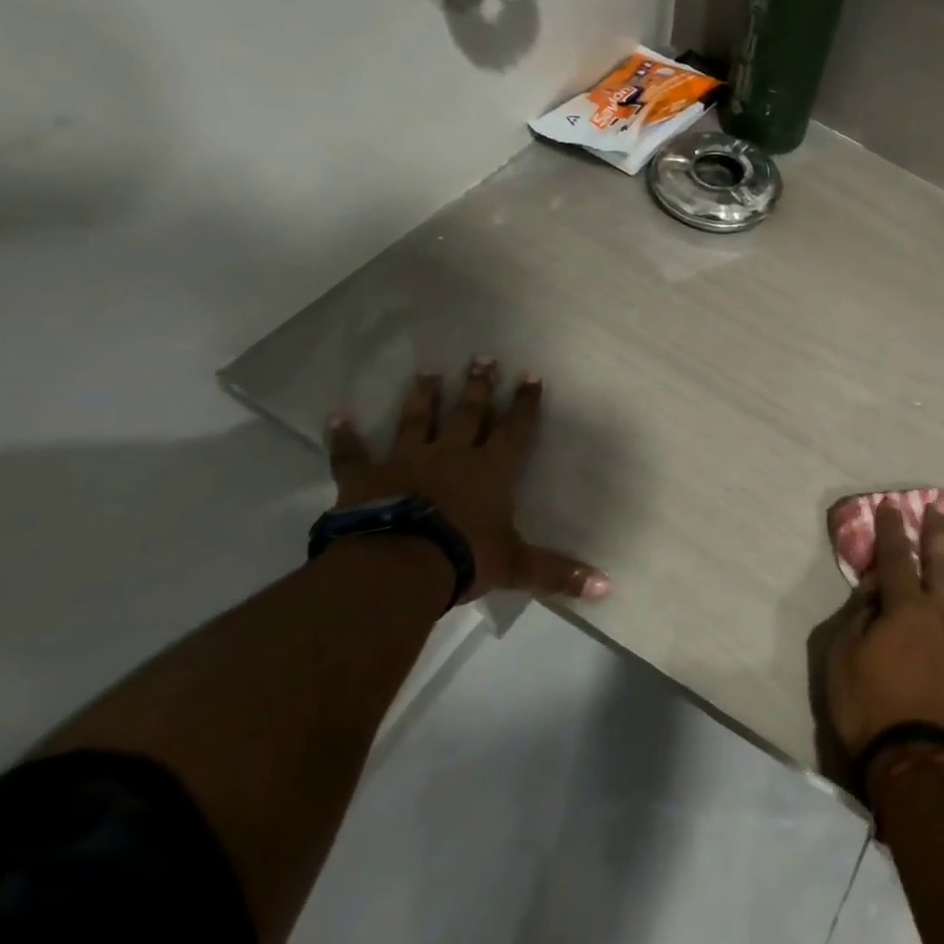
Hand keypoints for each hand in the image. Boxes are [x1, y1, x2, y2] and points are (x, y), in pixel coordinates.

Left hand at [326, 358, 608, 603]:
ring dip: (423, 397)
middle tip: (481, 357)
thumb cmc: (464, 557)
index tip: (530, 375)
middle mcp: (451, 455)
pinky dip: (344, 436)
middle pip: (468, 413)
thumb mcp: (517, 566)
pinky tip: (336, 416)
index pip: (514, 429)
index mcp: (490, 470)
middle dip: (478, 386)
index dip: (524, 404)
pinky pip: (352, 454)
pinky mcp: (365, 478)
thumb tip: (608, 587)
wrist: (398, 566)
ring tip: (426, 372)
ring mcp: (406, 462)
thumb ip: (559, 573)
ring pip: (416, 421)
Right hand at [824, 503, 943, 772]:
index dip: (892, 530)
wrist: (920, 759)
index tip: (891, 506)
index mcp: (904, 607)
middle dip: (938, 534)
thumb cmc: (870, 707)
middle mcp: (941, 612)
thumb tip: (875, 587)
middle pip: (941, 563)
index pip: (896, 557)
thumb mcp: (843, 658)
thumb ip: (859, 616)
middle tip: (940, 509)